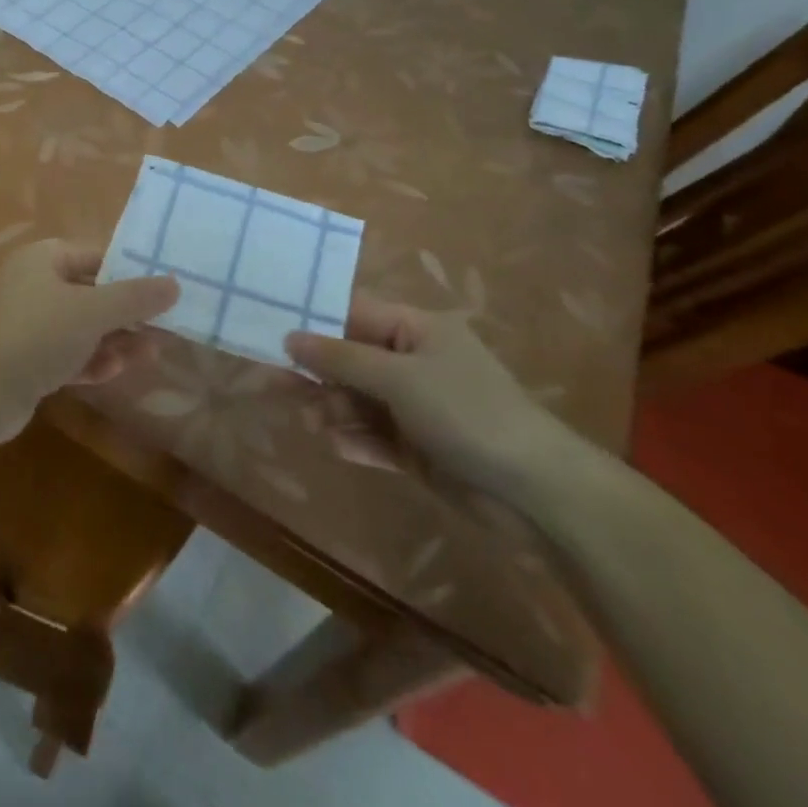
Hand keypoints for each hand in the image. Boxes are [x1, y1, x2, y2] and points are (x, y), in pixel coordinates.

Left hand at [0, 239, 178, 439]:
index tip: (164, 289)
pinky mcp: (26, 360)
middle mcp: (34, 284)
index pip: (96, 256)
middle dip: (126, 313)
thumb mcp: (93, 311)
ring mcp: (28, 324)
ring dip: (114, 340)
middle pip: (91, 293)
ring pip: (81, 327)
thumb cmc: (39, 334)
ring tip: (150, 354)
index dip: (130, 272)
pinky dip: (90, 360)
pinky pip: (67, 354)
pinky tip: (114, 372)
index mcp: (44, 259)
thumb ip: (135, 298)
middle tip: (164, 327)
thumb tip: (174, 283)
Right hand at [287, 293, 573, 500]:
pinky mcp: (416, 447)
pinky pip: (372, 435)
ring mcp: (414, 406)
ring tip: (317, 423)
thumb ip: (340, 358)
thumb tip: (289, 337)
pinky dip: (355, 440)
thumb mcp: (399, 378)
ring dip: (333, 409)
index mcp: (415, 330)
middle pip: (349, 359)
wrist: (536, 494)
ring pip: (356, 399)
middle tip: (275, 383)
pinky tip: (341, 446)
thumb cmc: (467, 413)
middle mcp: (412, 362)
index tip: (272, 328)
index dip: (313, 319)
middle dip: (316, 372)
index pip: (352, 312)